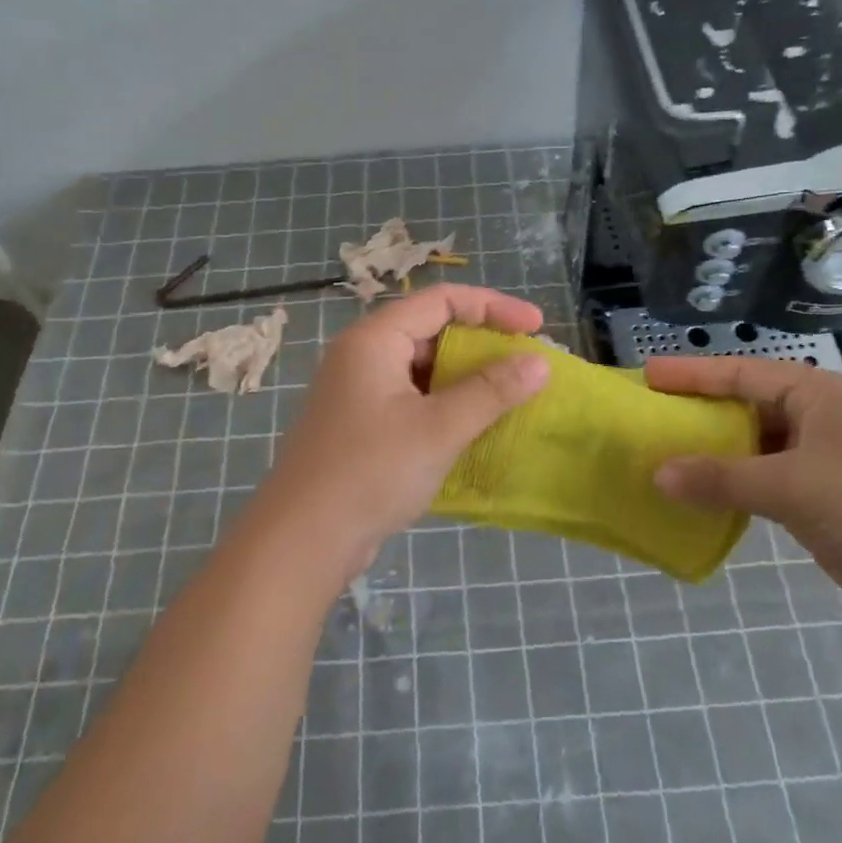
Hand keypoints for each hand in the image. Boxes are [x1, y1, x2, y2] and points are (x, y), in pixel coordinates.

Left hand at [252, 285, 549, 586]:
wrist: (301, 541)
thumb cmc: (371, 472)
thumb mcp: (439, 428)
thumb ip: (491, 391)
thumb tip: (540, 363)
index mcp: (375, 339)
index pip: (442, 301)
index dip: (493, 306)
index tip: (535, 327)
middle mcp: (363, 355)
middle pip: (431, 329)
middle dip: (481, 342)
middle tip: (525, 362)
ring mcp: (359, 391)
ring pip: (423, 367)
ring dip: (466, 376)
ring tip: (508, 394)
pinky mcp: (361, 424)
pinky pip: (413, 397)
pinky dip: (446, 403)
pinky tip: (474, 425)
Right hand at [645, 356, 841, 645]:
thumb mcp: (795, 488)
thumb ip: (723, 478)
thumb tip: (657, 474)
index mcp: (817, 395)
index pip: (740, 374)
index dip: (691, 374)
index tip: (646, 374)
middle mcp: (817, 419)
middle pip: (744, 407)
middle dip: (697, 413)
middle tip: (646, 417)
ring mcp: (821, 461)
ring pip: (752, 447)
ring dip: (712, 454)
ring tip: (659, 456)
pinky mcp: (821, 499)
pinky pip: (763, 482)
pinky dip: (731, 487)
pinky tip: (698, 496)